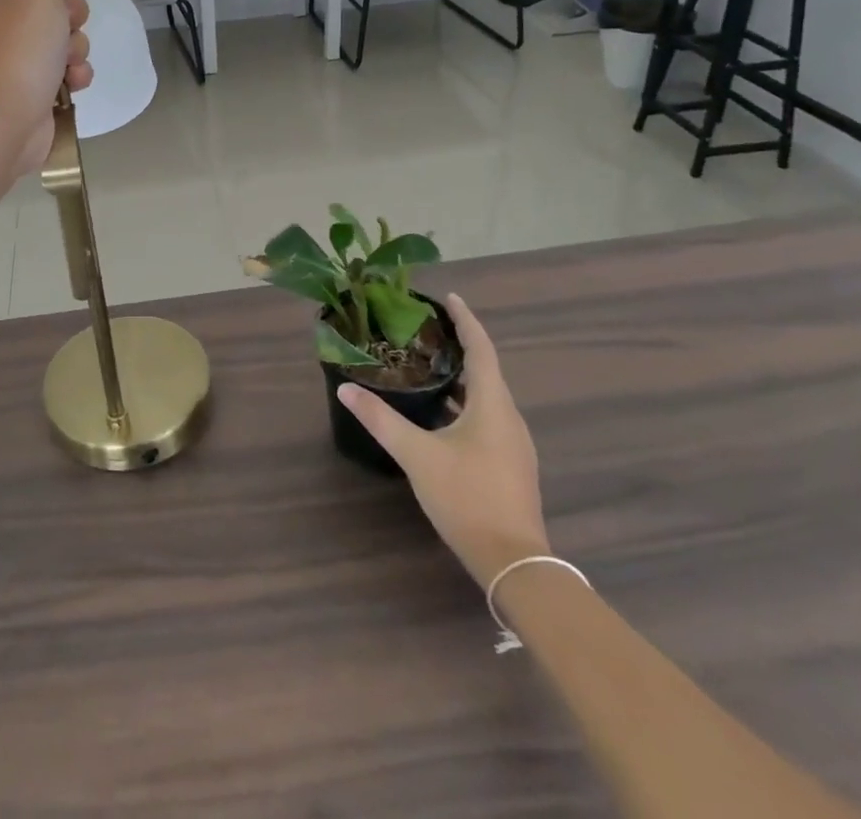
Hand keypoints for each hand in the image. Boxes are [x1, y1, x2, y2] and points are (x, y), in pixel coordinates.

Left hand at [0, 0, 94, 177]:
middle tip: (69, 26)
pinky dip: (73, 76)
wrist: (2, 120)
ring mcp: (15, 60)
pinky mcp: (31, 89)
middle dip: (71, 17)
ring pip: (63, 41)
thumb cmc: (20, 51)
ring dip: (76, 50)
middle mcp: (0, 25)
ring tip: (68, 64)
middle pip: (53, 8)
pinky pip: (64, 72)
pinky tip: (72, 84)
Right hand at [338, 294, 549, 584]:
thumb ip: (381, 420)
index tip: (449, 297)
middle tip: (427, 329)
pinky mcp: (510, 464)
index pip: (481, 348)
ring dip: (463, 376)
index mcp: (493, 405)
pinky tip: (441, 414)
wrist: (514, 563)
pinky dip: (466, 402)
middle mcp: (509, 417)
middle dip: (461, 345)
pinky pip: (488, 417)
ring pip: (488, 396)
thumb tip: (346, 388)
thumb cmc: (467, 498)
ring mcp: (513, 443)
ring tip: (430, 364)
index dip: (466, 320)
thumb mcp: (417, 456)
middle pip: (487, 369)